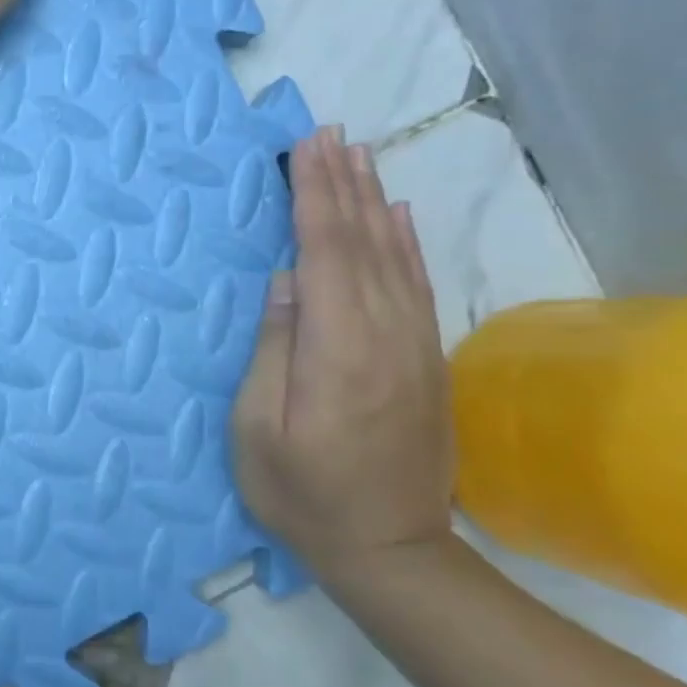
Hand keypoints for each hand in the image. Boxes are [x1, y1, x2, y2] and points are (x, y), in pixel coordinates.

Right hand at [233, 127, 454, 578]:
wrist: (392, 552)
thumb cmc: (304, 495)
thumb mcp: (258, 432)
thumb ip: (274, 351)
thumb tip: (286, 283)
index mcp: (337, 350)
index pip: (325, 253)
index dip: (315, 196)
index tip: (307, 147)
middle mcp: (384, 335)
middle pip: (363, 242)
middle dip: (344, 183)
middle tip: (330, 133)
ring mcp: (414, 346)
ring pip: (394, 256)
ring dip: (375, 202)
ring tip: (360, 156)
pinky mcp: (427, 361)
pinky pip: (417, 286)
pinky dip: (406, 244)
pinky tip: (398, 217)